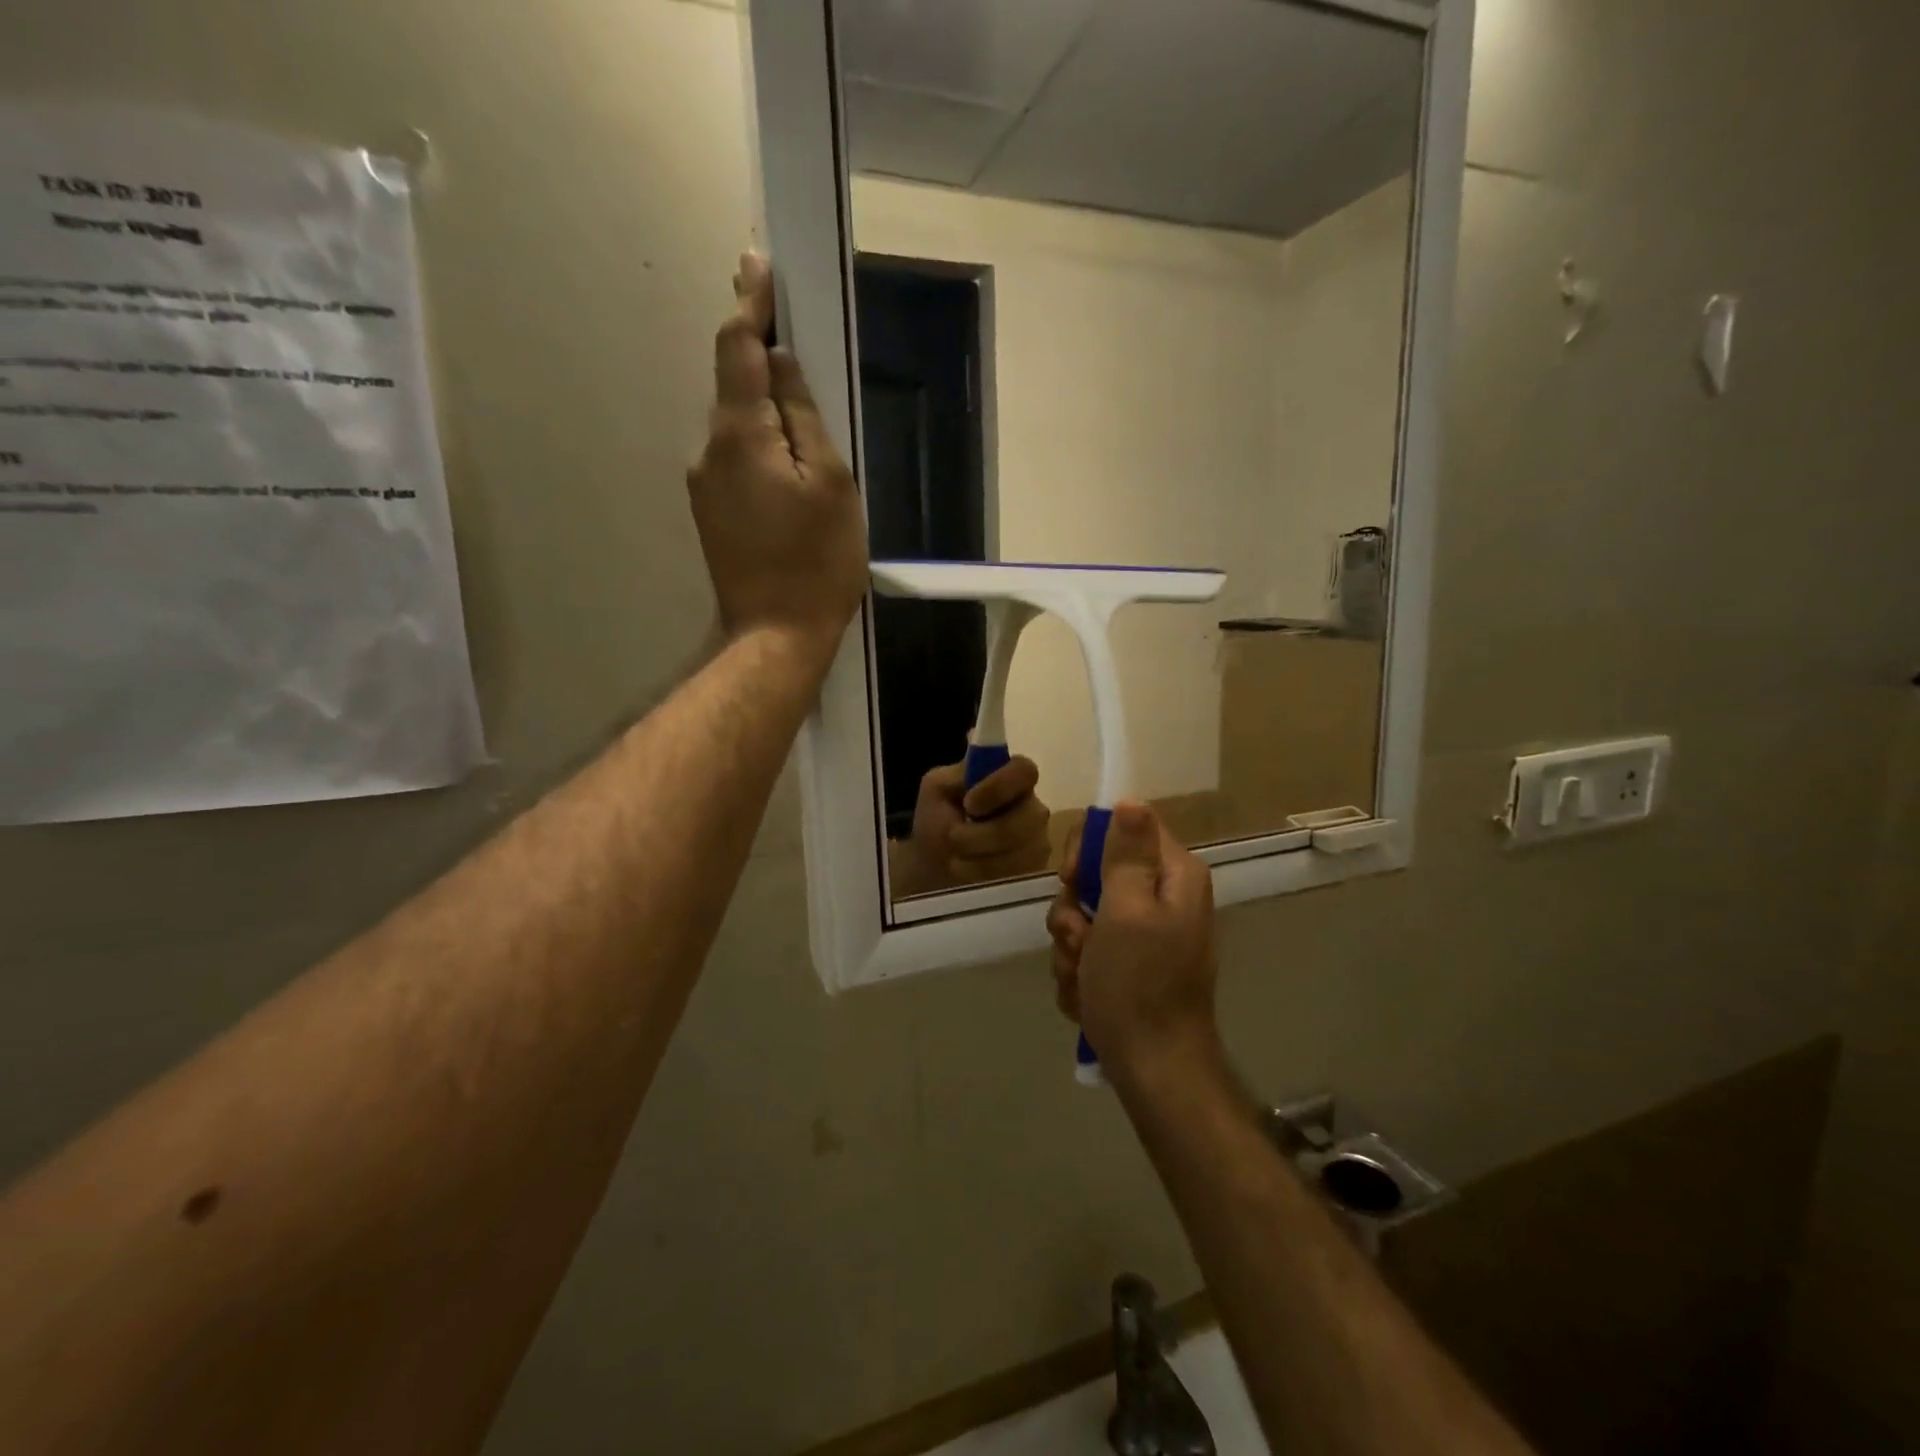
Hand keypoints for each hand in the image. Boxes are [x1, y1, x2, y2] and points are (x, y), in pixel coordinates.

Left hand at [688, 253, 867, 666]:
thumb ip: (803, 417)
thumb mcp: (830, 483)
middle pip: (733, 386)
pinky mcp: (710, 513)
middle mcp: (709, 450)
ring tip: (803, 422)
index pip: (739, 349)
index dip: (751, 304)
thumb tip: (780, 365)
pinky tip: (787, 470)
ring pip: (736, 427)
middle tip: (793, 334)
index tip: (757, 264)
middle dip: (758, 355)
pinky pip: (735, 460)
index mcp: (740, 434)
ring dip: (762, 410)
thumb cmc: (816, 561)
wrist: (775, 635)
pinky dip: (758, 447)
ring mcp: (704, 485)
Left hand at [890, 757, 1051, 896]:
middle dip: (983, 834)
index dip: (1000, 787)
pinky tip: (969, 872)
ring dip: (979, 856)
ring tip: (957, 857)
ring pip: (1022, 850)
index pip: (1025, 771)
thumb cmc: (936, 822)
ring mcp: (1038, 840)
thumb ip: (959, 770)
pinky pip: (1018, 873)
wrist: (932, 868)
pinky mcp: (1035, 870)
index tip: (970, 804)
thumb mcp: (937, 789)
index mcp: (1010, 779)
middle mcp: (1031, 806)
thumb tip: (975, 735)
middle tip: (954, 837)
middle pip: (1028, 817)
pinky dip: (985, 874)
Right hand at [1046, 801, 1222, 1087]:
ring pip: (1083, 915)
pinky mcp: (1128, 965)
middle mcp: (1163, 898)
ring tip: (1083, 976)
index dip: (1088, 848)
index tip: (1072, 879)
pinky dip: (1079, 972)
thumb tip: (1130, 800)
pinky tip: (1086, 995)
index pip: (1123, 827)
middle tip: (1079, 938)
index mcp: (1173, 876)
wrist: (1152, 1069)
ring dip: (1071, 946)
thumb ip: (1126, 854)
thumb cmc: (1138, 984)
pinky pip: (1087, 949)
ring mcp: (1145, 934)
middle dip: (1074, 910)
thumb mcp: (1127, 910)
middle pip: (1096, 874)